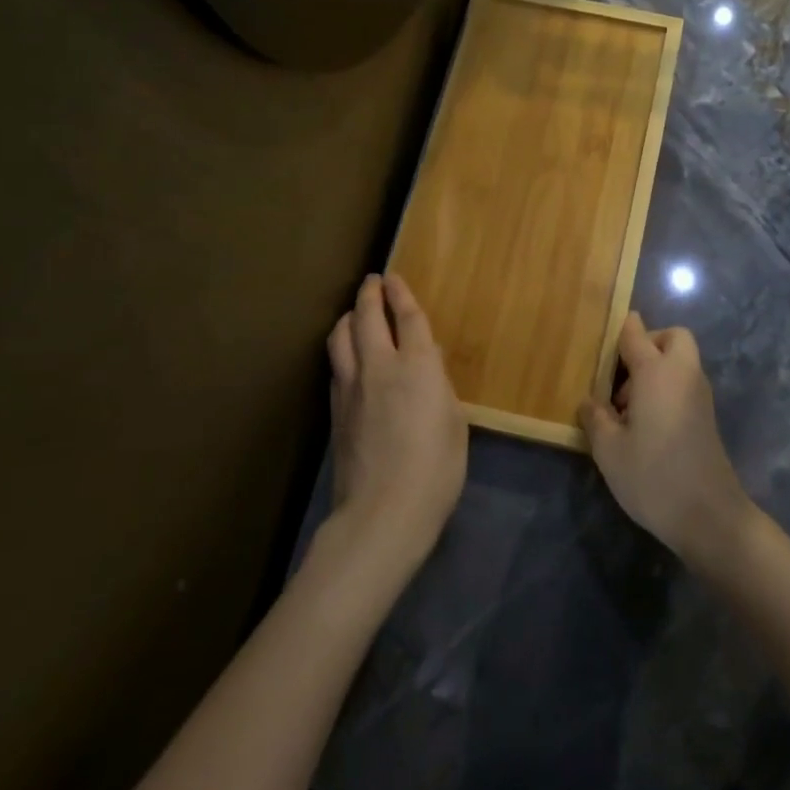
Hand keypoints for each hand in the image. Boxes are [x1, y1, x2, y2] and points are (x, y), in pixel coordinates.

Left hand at [324, 274, 467, 578]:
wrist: (384, 511)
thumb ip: (439, 385)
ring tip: (354, 313)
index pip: (408, 317)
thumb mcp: (454, 422)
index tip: (395, 278)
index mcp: (418, 365)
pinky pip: (336, 364)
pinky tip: (348, 355)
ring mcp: (352, 387)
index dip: (402, 294)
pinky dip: (342, 348)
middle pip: (367, 317)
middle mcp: (381, 365)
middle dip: (370, 295)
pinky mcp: (335, 409)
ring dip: (348, 317)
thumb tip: (428, 364)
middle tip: (373, 282)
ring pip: (341, 336)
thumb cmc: (436, 468)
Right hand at [578, 313, 756, 571]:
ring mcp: (699, 394)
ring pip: (680, 360)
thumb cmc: (652, 476)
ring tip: (626, 408)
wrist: (708, 515)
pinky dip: (667, 388)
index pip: (635, 333)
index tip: (599, 342)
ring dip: (656, 369)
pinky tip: (645, 424)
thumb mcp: (609, 450)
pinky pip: (684, 383)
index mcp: (656, 372)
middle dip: (647, 344)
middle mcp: (682, 374)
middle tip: (621, 376)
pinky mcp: (706, 416)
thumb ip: (595, 418)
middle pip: (671, 337)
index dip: (618, 331)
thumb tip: (589, 402)